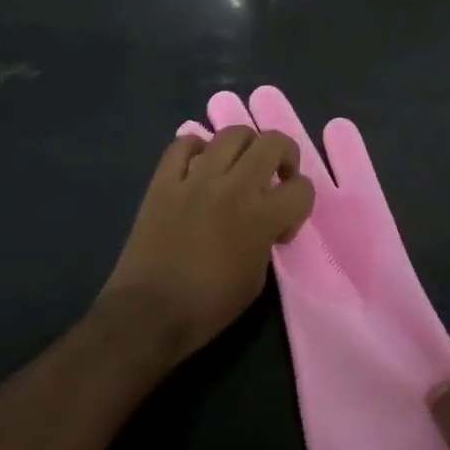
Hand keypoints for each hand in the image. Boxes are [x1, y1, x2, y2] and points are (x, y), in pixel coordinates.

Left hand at [100, 129, 313, 364]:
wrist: (147, 316)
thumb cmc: (208, 307)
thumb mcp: (256, 279)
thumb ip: (267, 239)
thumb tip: (265, 223)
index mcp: (262, 216)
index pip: (302, 188)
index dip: (301, 204)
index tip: (283, 226)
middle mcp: (234, 187)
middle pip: (274, 142)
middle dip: (285, 156)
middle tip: (276, 176)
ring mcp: (196, 179)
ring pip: (232, 133)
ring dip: (245, 145)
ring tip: (239, 164)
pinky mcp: (164, 181)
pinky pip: (182, 144)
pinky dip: (195, 148)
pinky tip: (198, 165)